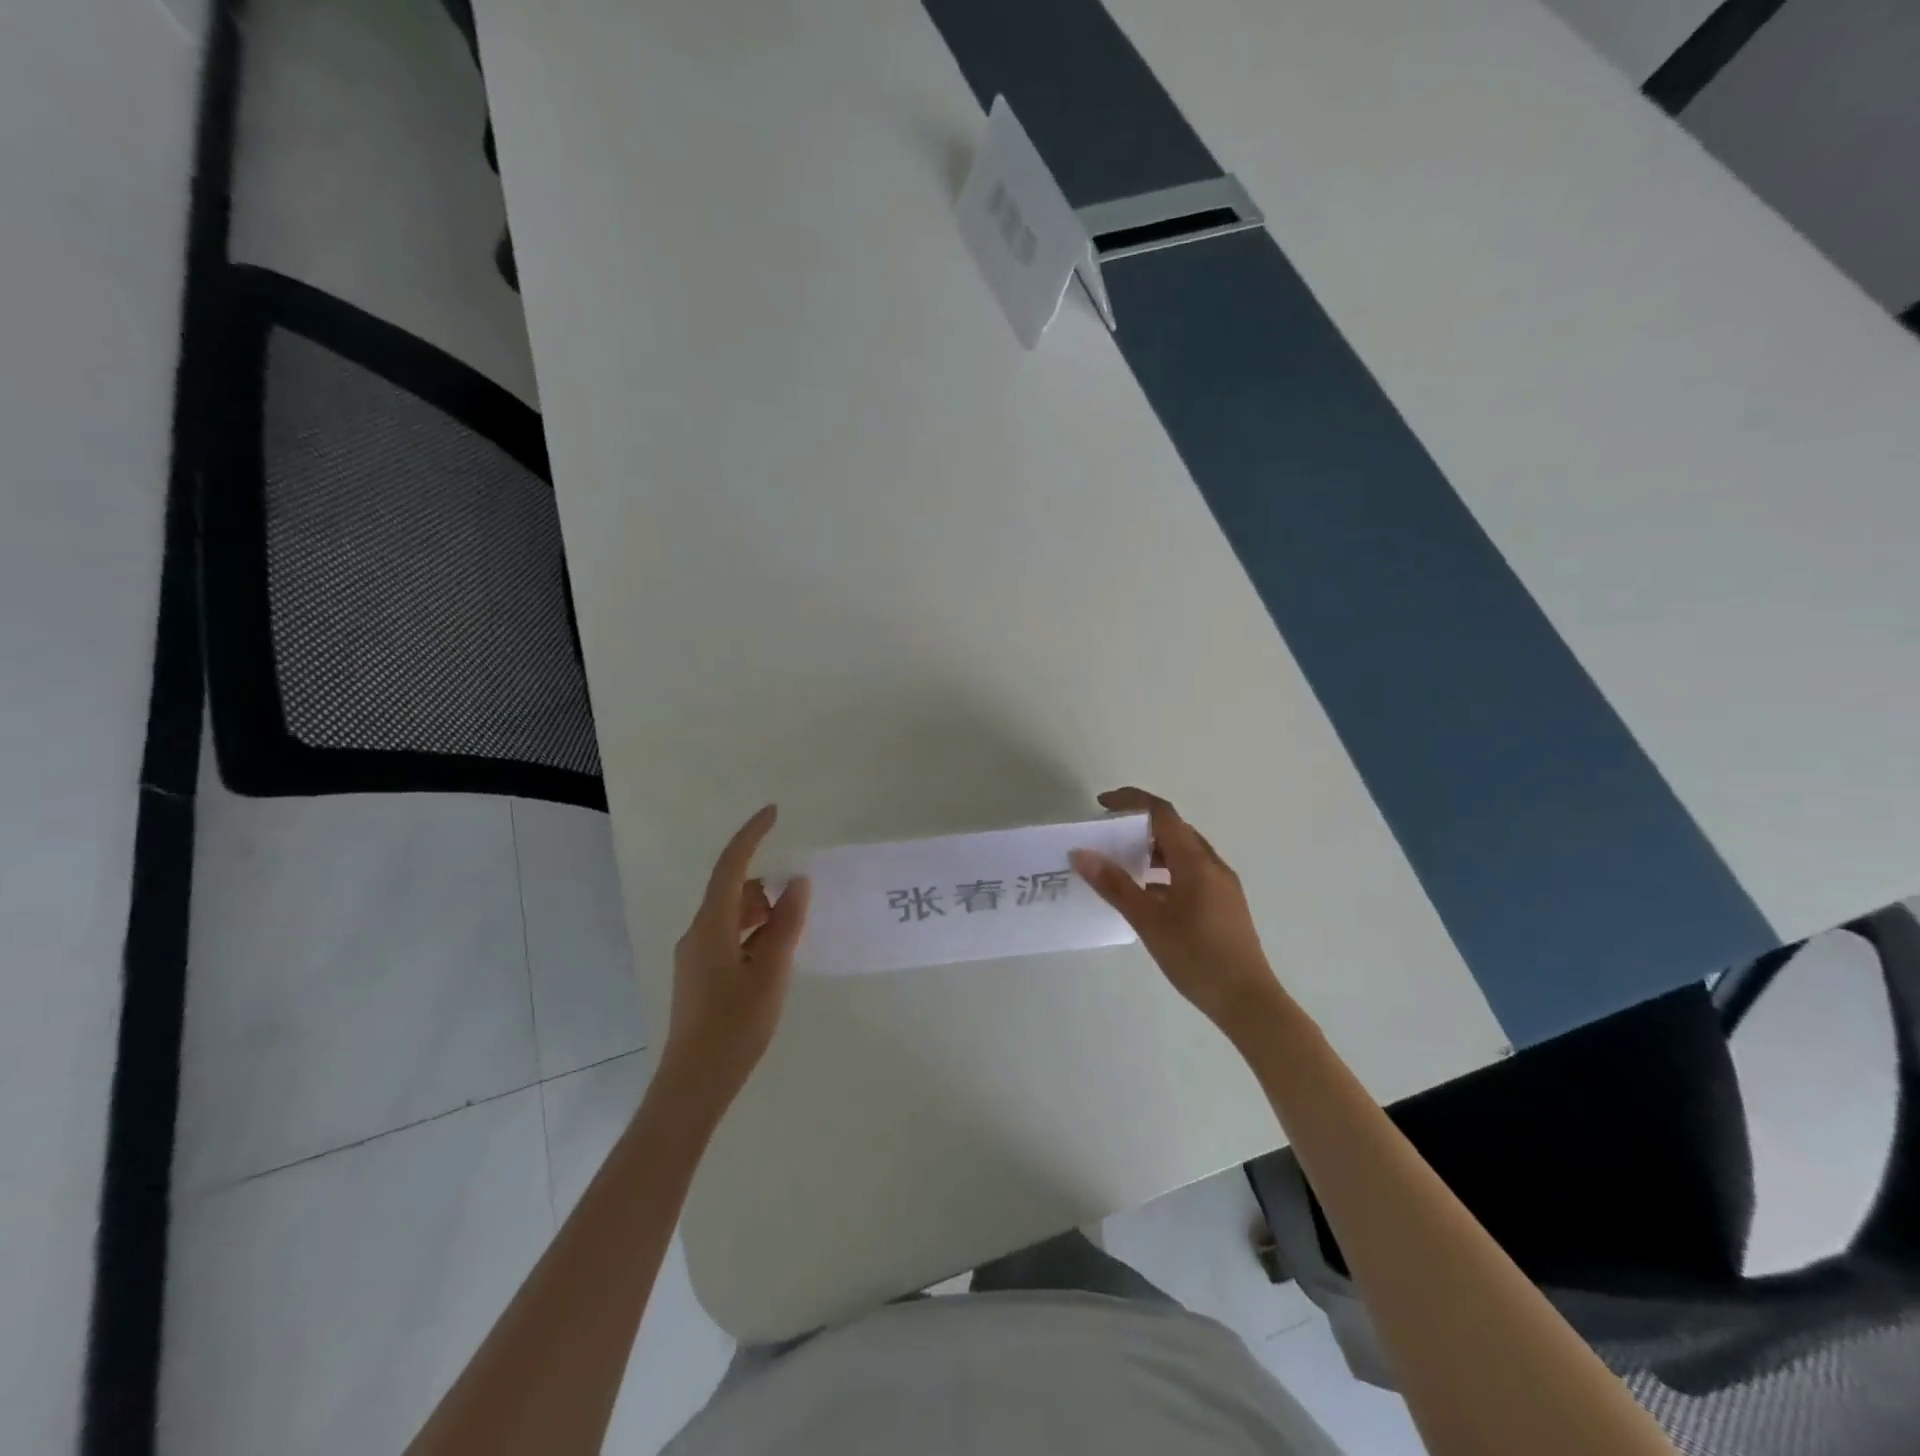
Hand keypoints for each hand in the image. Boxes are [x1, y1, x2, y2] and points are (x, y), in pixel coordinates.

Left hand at [661, 805, 811, 1107]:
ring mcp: (695, 954)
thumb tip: (797, 884)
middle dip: (766, 885)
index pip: (731, 866)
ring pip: (732, 915)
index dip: (752, 836)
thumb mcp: (771, 973)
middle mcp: (698, 932)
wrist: (694, 1083)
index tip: (774, 812)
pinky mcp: (699, 974)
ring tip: (792, 934)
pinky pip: (729, 936)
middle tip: (800, 900)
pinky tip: (773, 957)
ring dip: (761, 912)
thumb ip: (786, 925)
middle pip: (732, 890)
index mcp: (712, 926)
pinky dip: (753, 933)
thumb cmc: (736, 1027)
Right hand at [1070, 787, 1284, 1036]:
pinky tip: (1148, 896)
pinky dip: (1166, 872)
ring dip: (1154, 850)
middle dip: (1140, 825)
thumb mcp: (1148, 920)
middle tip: (1108, 835)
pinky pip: (1192, 873)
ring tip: (1123, 864)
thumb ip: (1115, 885)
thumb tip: (1082, 854)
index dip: (1131, 801)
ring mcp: (1222, 885)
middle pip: (1174, 830)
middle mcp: (1212, 865)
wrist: (1248, 1001)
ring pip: (1184, 853)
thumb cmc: (1196, 957)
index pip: (1162, 813)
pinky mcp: (1225, 905)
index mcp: (1195, 861)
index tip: (1102, 804)